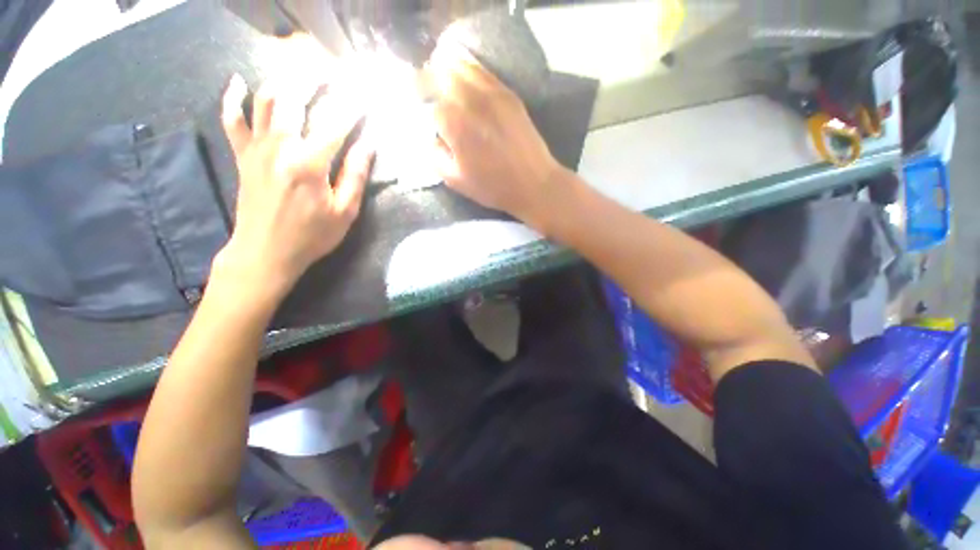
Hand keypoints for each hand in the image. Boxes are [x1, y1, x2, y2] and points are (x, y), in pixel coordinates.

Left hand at [214, 74, 373, 300]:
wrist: (265, 252)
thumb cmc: (312, 236)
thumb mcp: (344, 212)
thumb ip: (355, 176)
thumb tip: (367, 146)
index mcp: (310, 163)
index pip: (337, 123)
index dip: (354, 105)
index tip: (367, 91)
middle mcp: (280, 146)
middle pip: (296, 98)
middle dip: (316, 78)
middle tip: (333, 70)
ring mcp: (257, 148)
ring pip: (265, 100)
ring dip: (284, 79)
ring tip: (300, 70)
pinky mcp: (242, 155)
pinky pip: (232, 119)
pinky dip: (232, 97)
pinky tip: (237, 81)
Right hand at [429, 42, 564, 227]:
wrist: (533, 183)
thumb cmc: (493, 187)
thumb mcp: (456, 180)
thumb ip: (436, 156)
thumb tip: (431, 137)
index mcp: (455, 125)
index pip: (430, 104)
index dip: (424, 108)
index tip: (422, 111)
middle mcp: (471, 101)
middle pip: (441, 74)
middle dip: (430, 81)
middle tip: (428, 92)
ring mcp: (492, 93)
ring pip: (461, 66)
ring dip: (447, 71)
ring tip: (445, 84)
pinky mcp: (508, 94)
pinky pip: (483, 72)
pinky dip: (469, 72)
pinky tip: (467, 84)